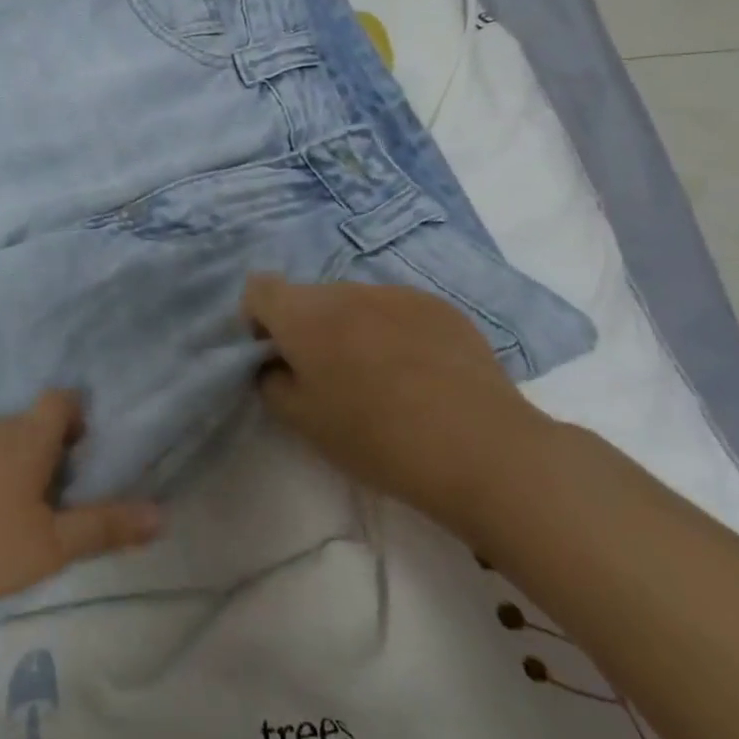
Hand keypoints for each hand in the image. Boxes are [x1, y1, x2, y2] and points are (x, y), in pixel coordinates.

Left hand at [0, 390, 163, 617]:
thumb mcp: (49, 546)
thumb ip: (103, 528)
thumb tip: (161, 514)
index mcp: (25, 436)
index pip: (60, 400)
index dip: (78, 417)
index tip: (83, 453)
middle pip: (30, 424)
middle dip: (50, 451)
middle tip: (58, 499)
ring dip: (14, 467)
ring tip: (18, 514)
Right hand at [240, 273, 551, 537]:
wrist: (481, 449)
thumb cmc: (376, 437)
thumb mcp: (302, 421)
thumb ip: (271, 382)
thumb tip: (275, 363)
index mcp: (305, 314)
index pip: (259, 289)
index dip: (257, 320)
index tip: (276, 356)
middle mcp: (347, 291)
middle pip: (308, 297)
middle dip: (306, 328)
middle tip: (327, 377)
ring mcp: (397, 294)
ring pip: (353, 303)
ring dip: (350, 328)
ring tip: (378, 378)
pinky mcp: (440, 307)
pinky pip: (396, 310)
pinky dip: (392, 332)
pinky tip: (418, 375)